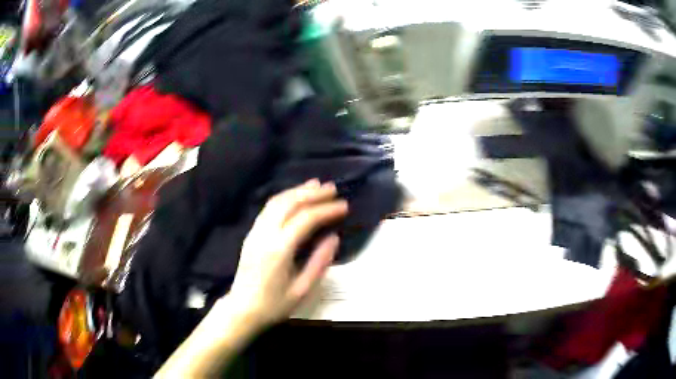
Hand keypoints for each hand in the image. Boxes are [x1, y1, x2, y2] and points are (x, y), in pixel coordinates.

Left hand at [223, 179, 347, 327]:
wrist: (242, 309)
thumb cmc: (274, 304)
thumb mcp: (302, 290)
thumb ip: (319, 262)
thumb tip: (334, 238)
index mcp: (279, 249)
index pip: (305, 219)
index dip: (326, 210)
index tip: (344, 206)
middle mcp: (265, 234)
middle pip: (289, 203)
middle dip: (312, 193)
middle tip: (332, 189)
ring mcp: (255, 232)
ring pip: (276, 201)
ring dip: (297, 191)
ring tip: (316, 185)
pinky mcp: (251, 233)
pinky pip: (268, 208)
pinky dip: (284, 197)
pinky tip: (295, 197)